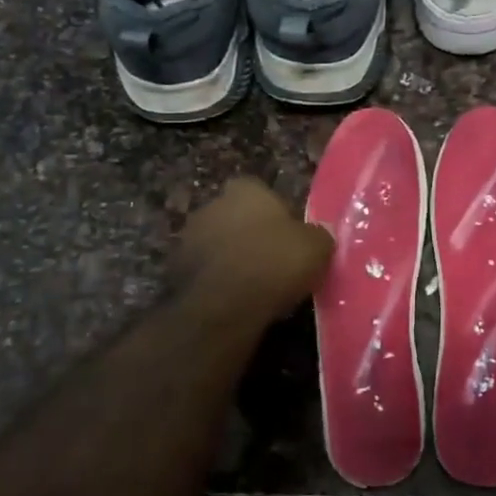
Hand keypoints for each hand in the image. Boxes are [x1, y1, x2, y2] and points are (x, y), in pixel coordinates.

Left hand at [169, 178, 332, 323]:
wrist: (222, 306)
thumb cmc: (274, 264)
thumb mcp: (316, 248)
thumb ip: (319, 235)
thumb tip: (321, 234)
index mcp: (245, 190)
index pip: (261, 192)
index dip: (277, 214)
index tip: (289, 237)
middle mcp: (212, 205)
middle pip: (237, 216)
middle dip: (251, 235)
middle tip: (274, 261)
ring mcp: (189, 237)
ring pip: (218, 244)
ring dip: (232, 258)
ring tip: (255, 285)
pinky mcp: (175, 270)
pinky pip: (205, 271)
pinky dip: (217, 281)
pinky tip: (234, 301)